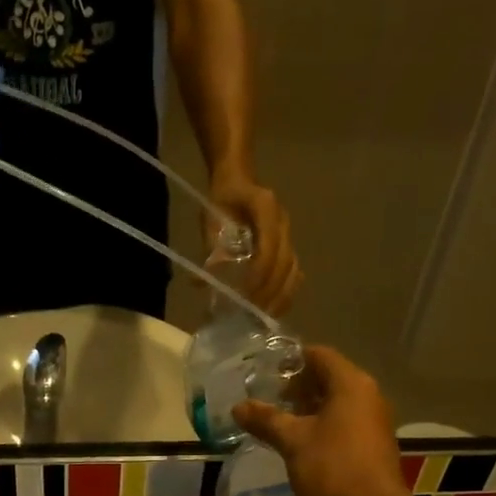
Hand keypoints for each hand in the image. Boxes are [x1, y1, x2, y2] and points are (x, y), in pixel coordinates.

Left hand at [209, 173, 301, 314]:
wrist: (238, 178)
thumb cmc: (223, 198)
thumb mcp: (211, 218)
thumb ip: (211, 248)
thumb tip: (202, 282)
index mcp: (265, 207)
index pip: (269, 246)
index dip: (259, 273)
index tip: (245, 294)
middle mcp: (283, 221)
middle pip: (285, 262)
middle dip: (270, 290)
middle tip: (253, 313)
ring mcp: (289, 234)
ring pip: (293, 269)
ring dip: (280, 295)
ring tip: (264, 316)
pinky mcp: (288, 245)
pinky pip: (293, 271)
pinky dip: (285, 291)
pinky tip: (273, 308)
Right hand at [232, 346, 407, 495]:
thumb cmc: (333, 467)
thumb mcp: (293, 441)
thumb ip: (266, 420)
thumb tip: (238, 407)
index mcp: (350, 384)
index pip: (320, 355)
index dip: (292, 360)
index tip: (266, 373)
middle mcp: (368, 396)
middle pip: (329, 378)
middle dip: (298, 387)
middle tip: (269, 399)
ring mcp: (374, 421)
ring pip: (337, 403)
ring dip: (309, 409)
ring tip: (280, 423)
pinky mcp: (374, 444)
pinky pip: (345, 423)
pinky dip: (323, 426)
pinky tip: (301, 444)